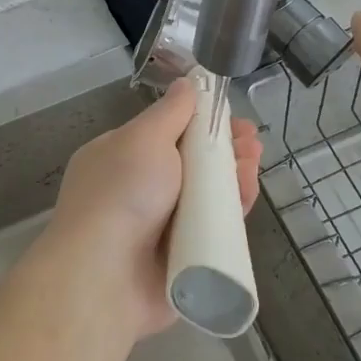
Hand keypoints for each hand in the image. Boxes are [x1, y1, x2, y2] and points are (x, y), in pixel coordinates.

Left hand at [41, 80, 261, 338]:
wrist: (105, 276)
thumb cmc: (121, 194)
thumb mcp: (144, 139)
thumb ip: (170, 112)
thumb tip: (186, 83)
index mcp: (120, 157)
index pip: (166, 133)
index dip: (200, 121)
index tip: (230, 114)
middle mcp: (138, 190)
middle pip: (191, 164)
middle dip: (224, 148)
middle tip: (253, 142)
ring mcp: (159, 226)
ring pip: (206, 196)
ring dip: (232, 176)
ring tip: (254, 163)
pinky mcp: (181, 258)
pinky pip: (212, 230)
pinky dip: (231, 212)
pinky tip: (247, 194)